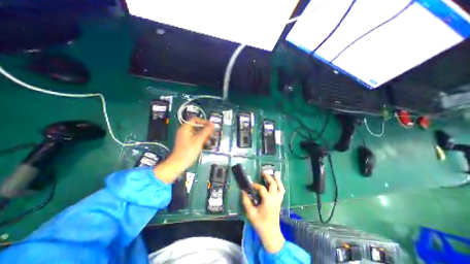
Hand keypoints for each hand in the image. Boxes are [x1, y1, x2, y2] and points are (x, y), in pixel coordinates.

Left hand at [153, 117, 214, 182]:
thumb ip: (206, 131)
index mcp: (185, 128)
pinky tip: (207, 142)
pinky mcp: (187, 143)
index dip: (203, 121)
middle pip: (196, 126)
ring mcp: (186, 138)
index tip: (210, 125)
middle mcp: (185, 132)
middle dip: (205, 128)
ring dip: (204, 134)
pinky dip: (201, 138)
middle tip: (212, 131)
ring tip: (211, 137)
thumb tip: (213, 124)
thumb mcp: (198, 140)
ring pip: (197, 132)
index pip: (195, 120)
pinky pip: (196, 138)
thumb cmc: (188, 151)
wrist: (179, 163)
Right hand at [243, 173, 285, 253]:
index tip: (250, 186)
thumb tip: (243, 191)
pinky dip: (280, 186)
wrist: (271, 234)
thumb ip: (246, 201)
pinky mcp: (279, 202)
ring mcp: (278, 200)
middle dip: (268, 177)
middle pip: (273, 184)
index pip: (261, 188)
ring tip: (274, 173)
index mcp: (268, 200)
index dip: (255, 185)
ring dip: (277, 180)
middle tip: (263, 172)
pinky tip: (277, 183)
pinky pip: (282, 192)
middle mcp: (274, 198)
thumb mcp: (251, 213)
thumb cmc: (260, 224)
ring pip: (280, 187)